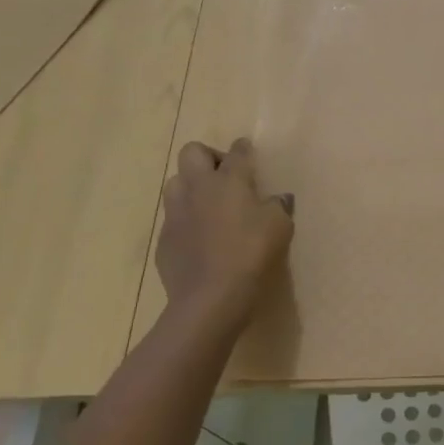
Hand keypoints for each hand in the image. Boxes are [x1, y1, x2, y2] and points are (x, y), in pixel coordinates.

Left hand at [155, 139, 293, 323]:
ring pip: (175, 182)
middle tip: (226, 178)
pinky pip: (173, 218)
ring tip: (209, 206)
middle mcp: (197, 188)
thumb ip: (277, 206)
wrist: (210, 296)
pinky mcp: (164, 239)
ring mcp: (176, 213)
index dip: (244, 148)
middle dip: (208, 157)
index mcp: (229, 180)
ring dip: (191, 187)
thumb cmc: (251, 253)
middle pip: (192, 152)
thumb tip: (276, 199)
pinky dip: (187, 221)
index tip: (248, 151)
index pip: (237, 152)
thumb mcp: (279, 227)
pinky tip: (201, 240)